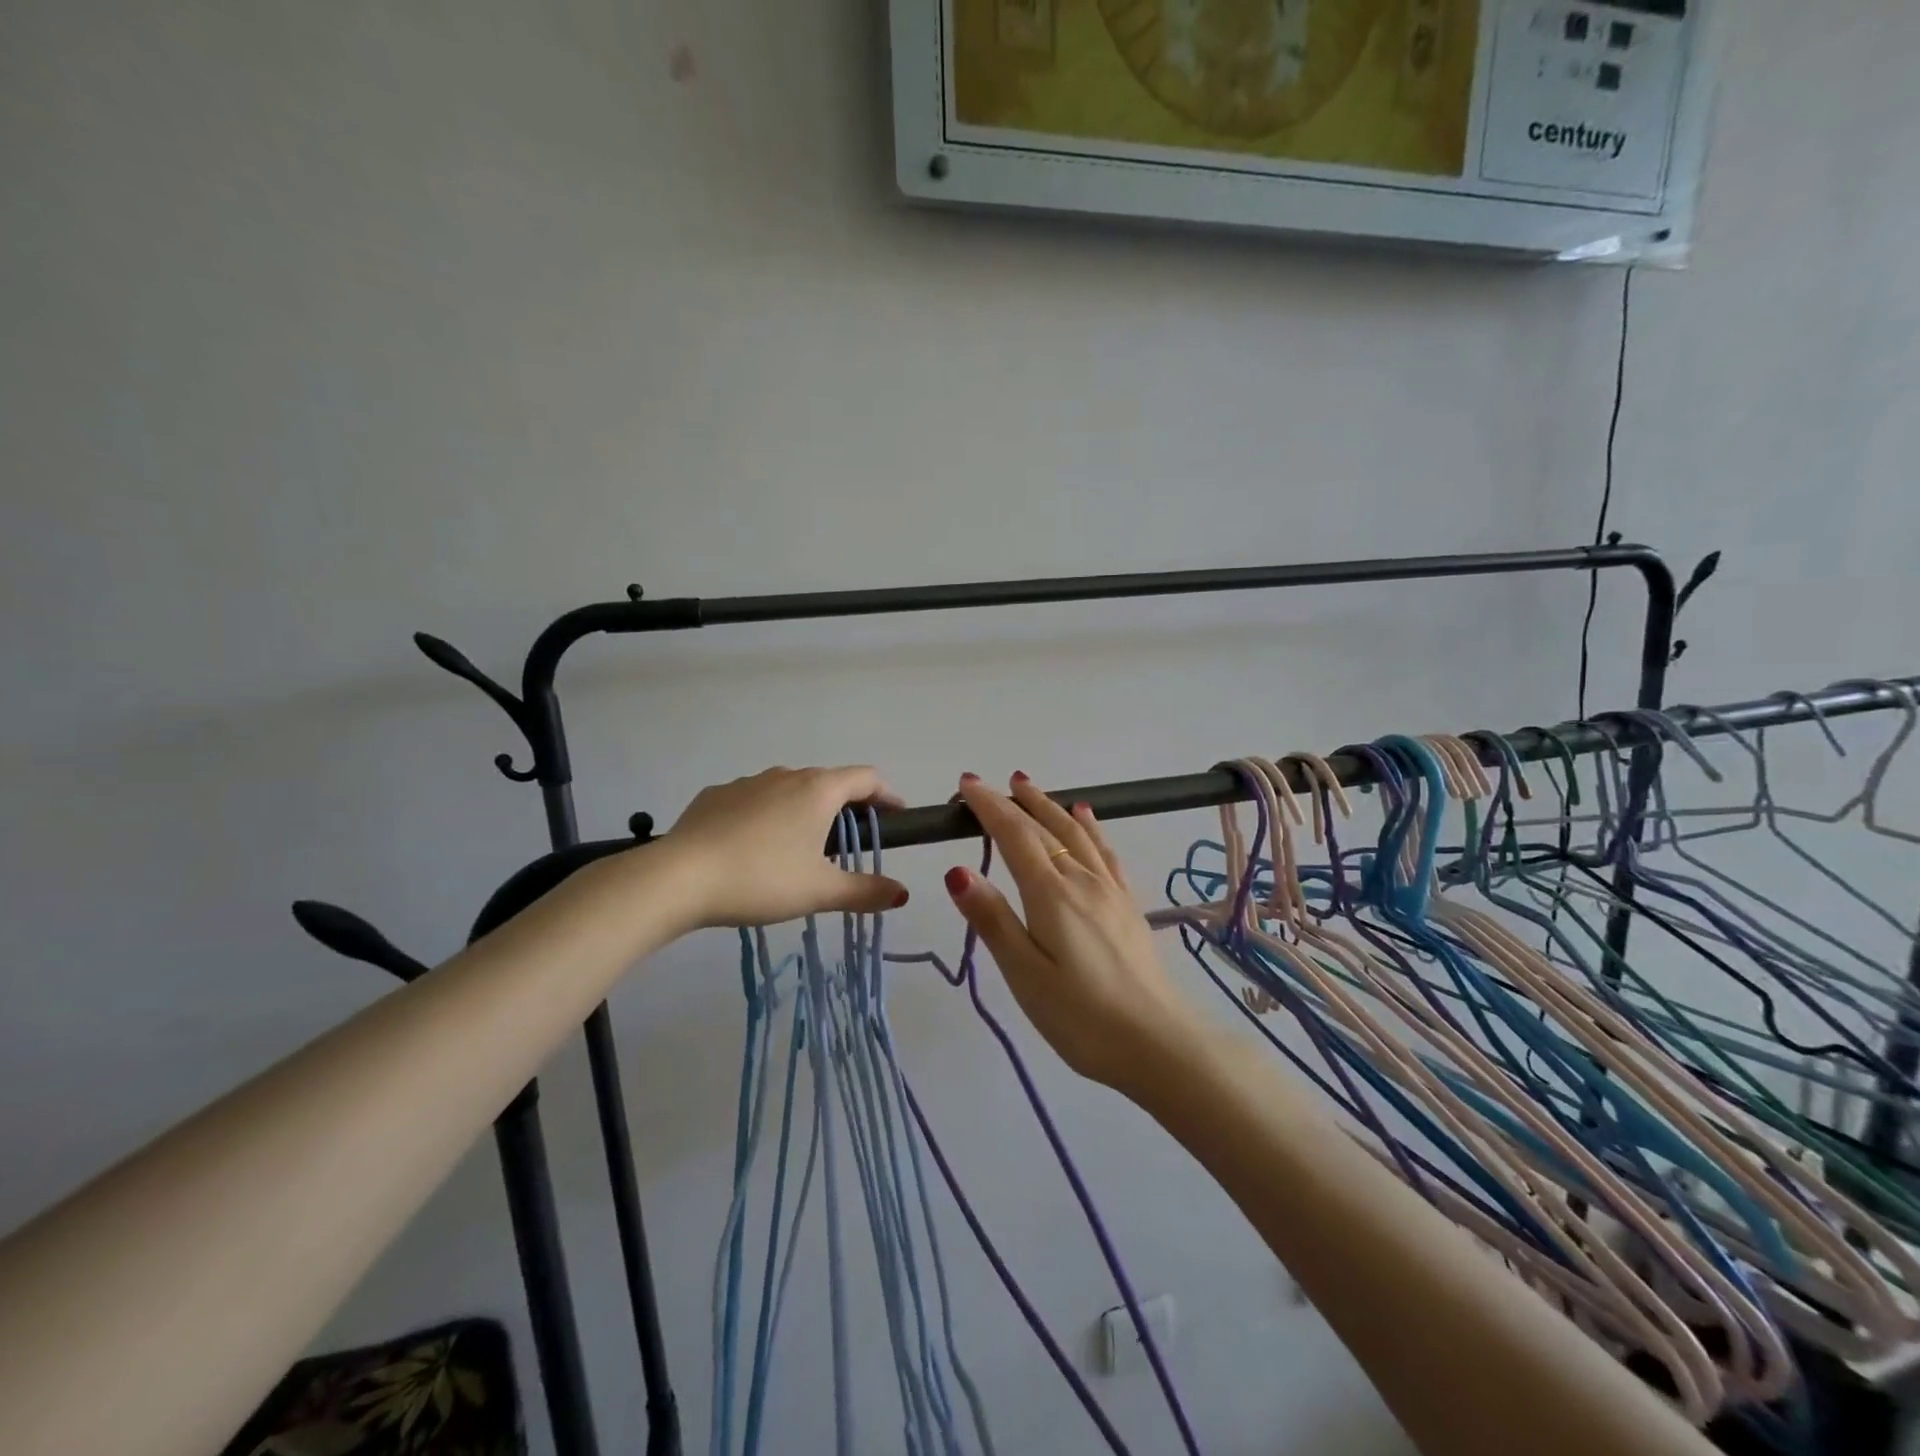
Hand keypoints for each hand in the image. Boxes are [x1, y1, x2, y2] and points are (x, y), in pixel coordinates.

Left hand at [661, 766, 909, 928]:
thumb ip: (865, 891)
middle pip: (828, 782)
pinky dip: (766, 816)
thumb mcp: (820, 891)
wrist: (679, 877)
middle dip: (846, 807)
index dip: (887, 795)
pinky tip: (753, 848)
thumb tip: (902, 893)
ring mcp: (747, 782)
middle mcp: (786, 775)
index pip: (867, 778)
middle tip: (851, 842)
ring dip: (804, 810)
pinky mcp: (715, 795)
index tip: (896, 817)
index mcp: (818, 790)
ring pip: (789, 790)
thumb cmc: (762, 878)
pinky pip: (753, 800)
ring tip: (800, 848)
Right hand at [944, 773, 1207, 1091]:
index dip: (990, 807)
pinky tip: (1086, 816)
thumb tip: (957, 870)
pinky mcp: (1127, 904)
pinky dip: (1090, 826)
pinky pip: (1105, 850)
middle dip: (1014, 802)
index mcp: (1051, 894)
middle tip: (989, 783)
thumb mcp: (1025, 975)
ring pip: (1076, 832)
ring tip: (1028, 786)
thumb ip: (993, 920)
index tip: (967, 784)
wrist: (1159, 1043)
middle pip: (1045, 828)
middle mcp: (1082, 879)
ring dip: (1049, 805)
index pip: (1015, 836)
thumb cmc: (1081, 1017)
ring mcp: (1110, 889)